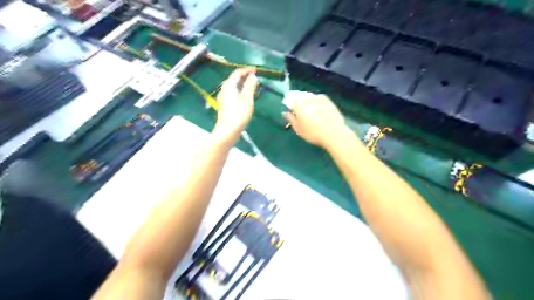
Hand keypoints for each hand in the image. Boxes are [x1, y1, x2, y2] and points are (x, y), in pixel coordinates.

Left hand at [213, 68, 256, 141]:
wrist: (227, 131)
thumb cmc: (238, 115)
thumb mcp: (247, 100)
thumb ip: (250, 86)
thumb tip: (253, 76)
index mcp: (229, 86)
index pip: (237, 73)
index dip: (246, 70)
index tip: (255, 70)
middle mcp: (224, 90)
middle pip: (233, 79)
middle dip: (243, 76)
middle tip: (254, 77)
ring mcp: (223, 98)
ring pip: (232, 87)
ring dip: (241, 84)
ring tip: (251, 86)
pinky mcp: (224, 105)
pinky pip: (232, 93)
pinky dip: (239, 91)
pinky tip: (244, 97)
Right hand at [281, 91, 348, 148]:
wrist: (333, 133)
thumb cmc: (313, 134)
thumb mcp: (299, 129)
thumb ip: (291, 119)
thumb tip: (284, 113)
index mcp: (298, 107)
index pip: (290, 100)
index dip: (287, 102)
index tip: (287, 105)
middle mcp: (308, 100)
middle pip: (299, 96)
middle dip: (295, 98)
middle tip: (295, 104)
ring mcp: (318, 99)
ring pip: (308, 95)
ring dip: (305, 97)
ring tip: (305, 103)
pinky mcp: (328, 101)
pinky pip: (318, 96)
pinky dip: (315, 98)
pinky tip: (315, 102)